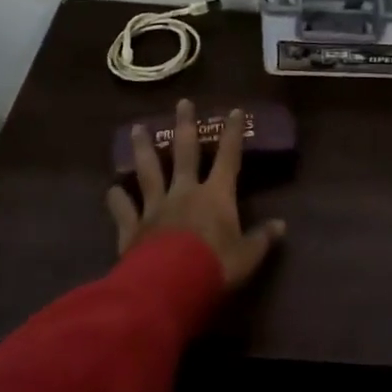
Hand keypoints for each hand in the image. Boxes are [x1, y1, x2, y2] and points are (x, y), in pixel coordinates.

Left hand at [107, 99, 286, 287]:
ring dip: (143, 149)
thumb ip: (261, 239)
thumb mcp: (247, 257)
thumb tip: (280, 226)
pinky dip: (117, 200)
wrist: (168, 288)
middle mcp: (185, 192)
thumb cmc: (214, 267)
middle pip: (184, 152)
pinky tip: (111, 191)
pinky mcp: (132, 228)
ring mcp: (155, 207)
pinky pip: (123, 209)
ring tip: (137, 128)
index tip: (234, 110)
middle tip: (182, 102)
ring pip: (148, 171)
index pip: (228, 157)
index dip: (232, 133)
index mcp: (216, 195)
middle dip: (185, 125)